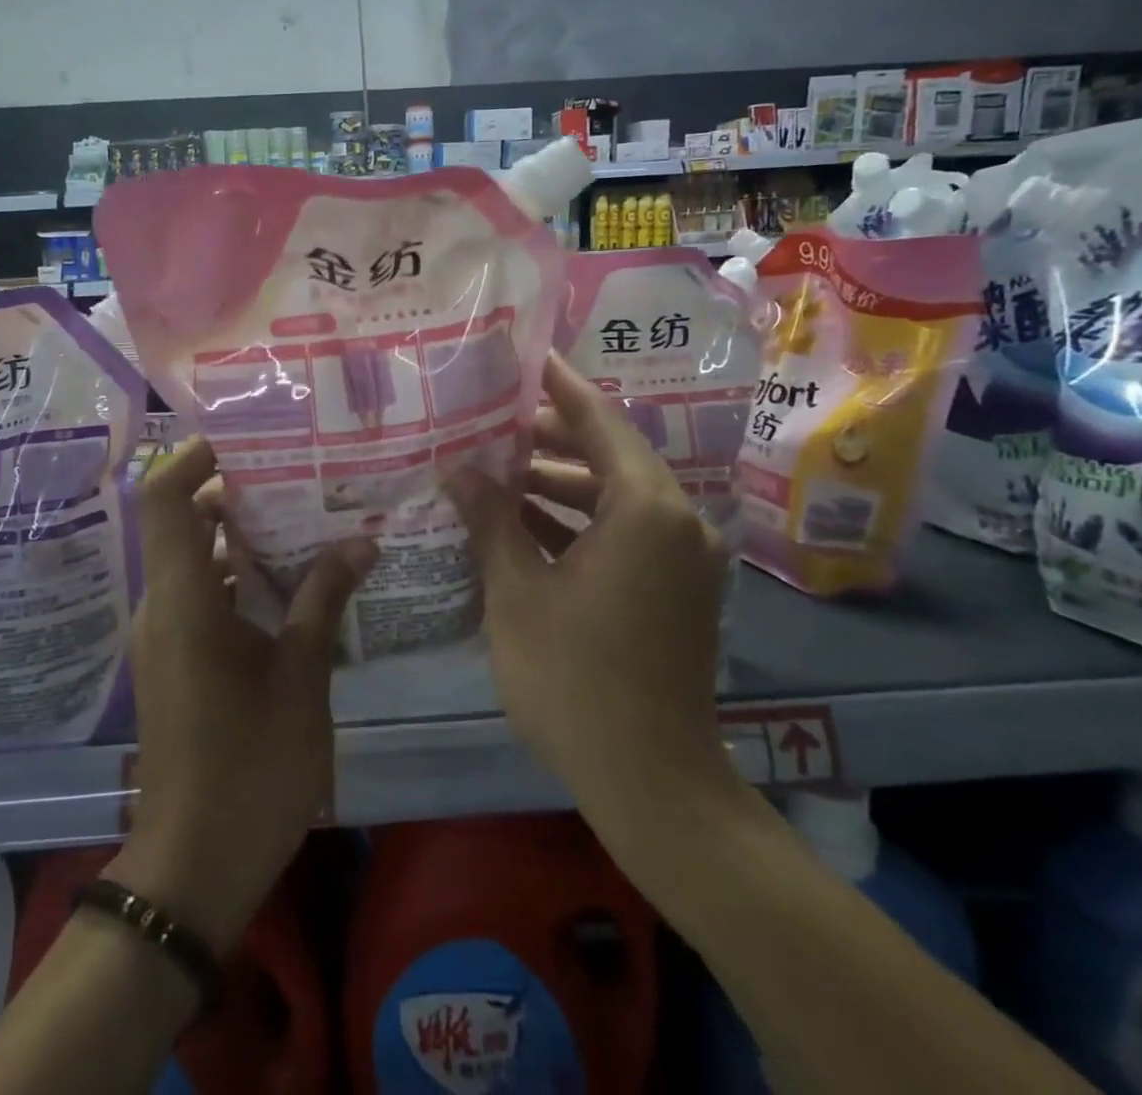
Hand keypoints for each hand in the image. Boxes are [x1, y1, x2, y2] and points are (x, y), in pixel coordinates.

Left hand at [112, 436, 374, 952]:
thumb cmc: (250, 765)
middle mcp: (165, 606)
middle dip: (240, 492)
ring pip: (200, 561)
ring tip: (311, 517)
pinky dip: (244, 578)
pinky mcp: (179, 661)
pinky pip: (207, 596)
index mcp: (184, 599)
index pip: (166, 498)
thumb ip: (324, 600)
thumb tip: (361, 542)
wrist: (195, 865)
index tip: (250, 436)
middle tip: (302, 473)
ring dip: (246, 538)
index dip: (196, 456)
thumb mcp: (300, 677)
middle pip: (186, 522)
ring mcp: (169, 636)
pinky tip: (300, 582)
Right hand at [445, 353, 743, 845]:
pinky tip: (525, 525)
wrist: (651, 783)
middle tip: (490, 422)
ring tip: (497, 473)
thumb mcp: (518, 592)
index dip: (559, 387)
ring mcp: (683, 559)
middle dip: (549, 440)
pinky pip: (625, 534)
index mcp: (646, 508)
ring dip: (560, 485)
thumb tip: (458, 467)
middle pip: (609, 456)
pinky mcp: (677, 590)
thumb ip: (490, 519)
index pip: (599, 421)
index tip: (527, 357)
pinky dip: (580, 523)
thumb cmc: (575, 680)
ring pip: (615, 498)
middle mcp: (678, 521)